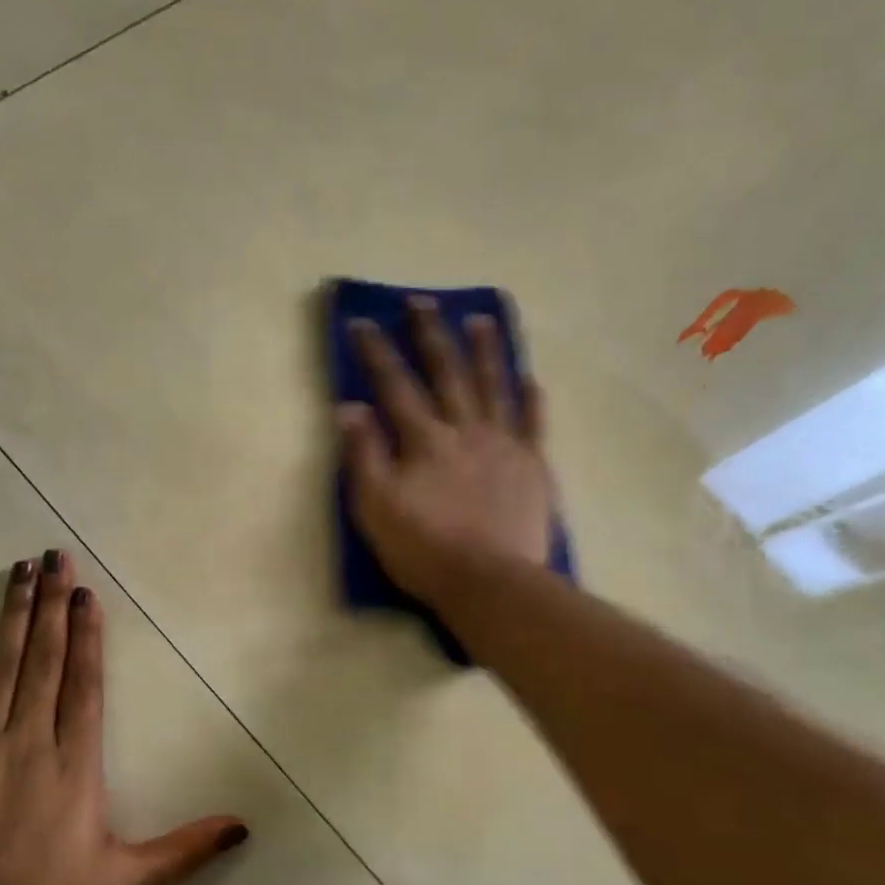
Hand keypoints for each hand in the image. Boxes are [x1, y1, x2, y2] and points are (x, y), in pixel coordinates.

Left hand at [0, 551, 247, 884]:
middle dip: (51, 607)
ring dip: (10, 618)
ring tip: (18, 573)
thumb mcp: (124, 883)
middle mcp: (29, 744)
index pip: (85, 686)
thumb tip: (243, 827)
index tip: (86, 592)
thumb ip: (184, 851)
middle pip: (43, 663)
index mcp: (74, 766)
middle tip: (53, 557)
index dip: (87, 636)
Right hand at [338, 297, 554, 608]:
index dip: (376, 352)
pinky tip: (531, 379)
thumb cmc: (425, 550)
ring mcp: (505, 445)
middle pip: (447, 372)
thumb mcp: (376, 507)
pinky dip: (532, 400)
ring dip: (486, 351)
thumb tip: (350, 407)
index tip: (363, 322)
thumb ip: (364, 455)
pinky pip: (535, 424)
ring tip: (481, 320)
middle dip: (431, 334)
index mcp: (425, 440)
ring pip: (495, 386)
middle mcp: (466, 430)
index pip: (395, 385)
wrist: (490, 582)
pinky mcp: (534, 467)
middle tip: (421, 301)